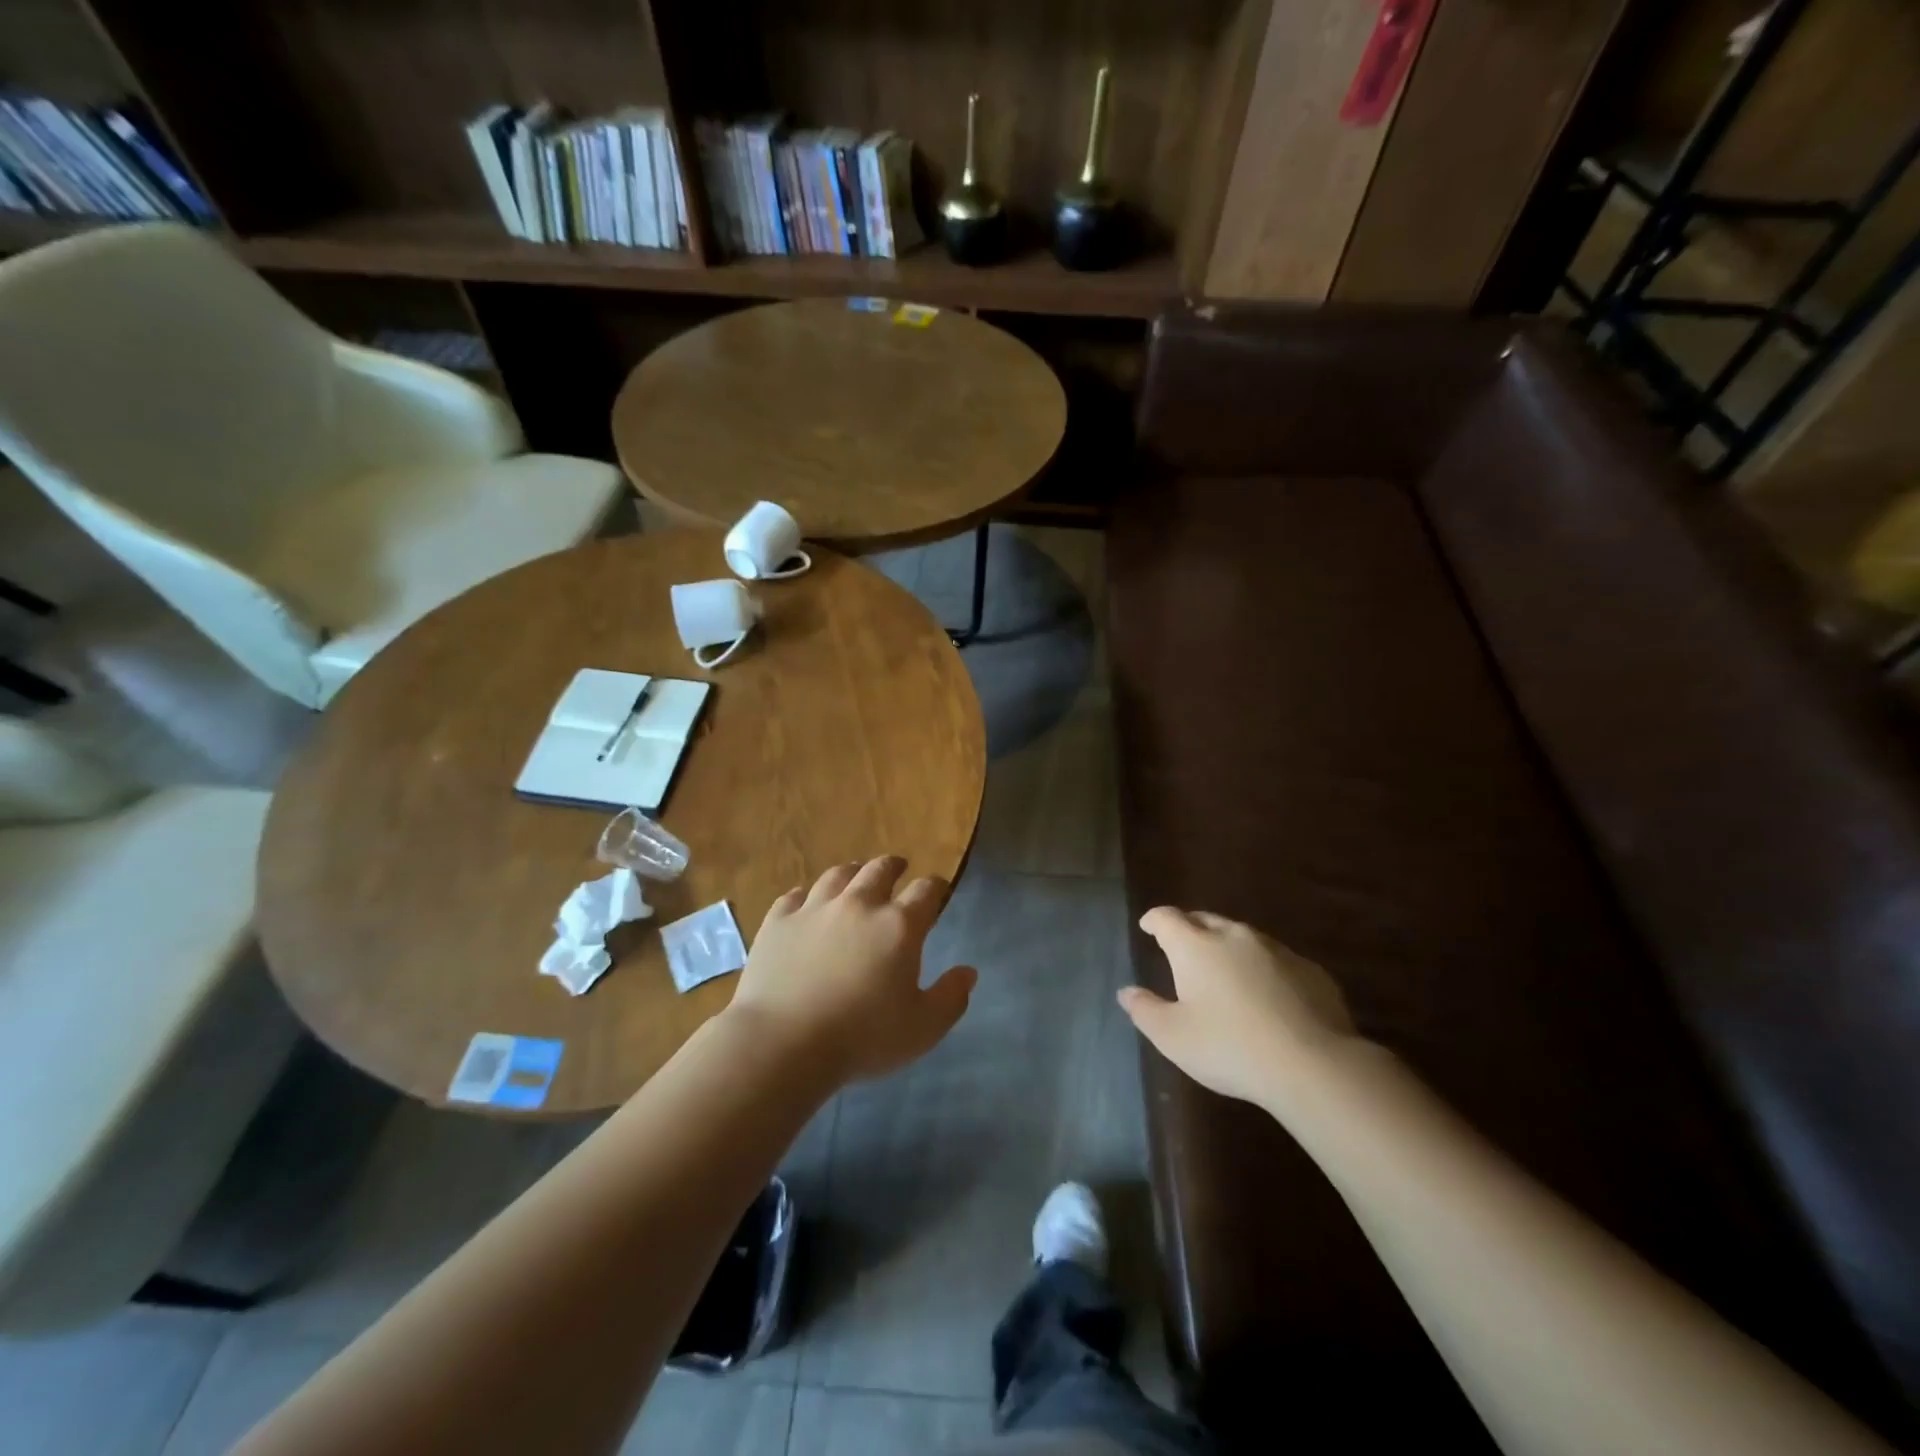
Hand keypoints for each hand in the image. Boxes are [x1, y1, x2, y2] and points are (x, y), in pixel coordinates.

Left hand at [727, 856, 976, 1085]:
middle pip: (880, 870)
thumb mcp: (923, 1028)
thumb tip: (968, 972)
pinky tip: (804, 902)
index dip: (936, 887)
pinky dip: (804, 896)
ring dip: (852, 872)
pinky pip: (793, 896)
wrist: (783, 1043)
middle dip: (893, 866)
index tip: (938, 890)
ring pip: (837, 875)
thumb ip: (951, 998)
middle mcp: (859, 905)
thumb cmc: (863, 1038)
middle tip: (898, 868)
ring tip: (855, 874)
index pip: (926, 890)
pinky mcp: (778, 921)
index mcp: (899, 925)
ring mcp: (815, 909)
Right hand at [1118, 907, 1358, 1110]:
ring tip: (1225, 971)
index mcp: (1195, 946)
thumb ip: (1145, 1010)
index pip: (1167, 918)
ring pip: (1243, 937)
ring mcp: (1276, 950)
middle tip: (1183, 946)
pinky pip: (1277, 960)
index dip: (1154, 920)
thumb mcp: (1173, 1037)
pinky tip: (1268, 995)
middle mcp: (1234, 936)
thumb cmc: (1229, 1047)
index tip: (1148, 926)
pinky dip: (1264, 969)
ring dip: (1228, 947)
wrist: (1313, 1064)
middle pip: (1205, 920)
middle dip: (1190, 928)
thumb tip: (1126, 992)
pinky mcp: (1310, 970)